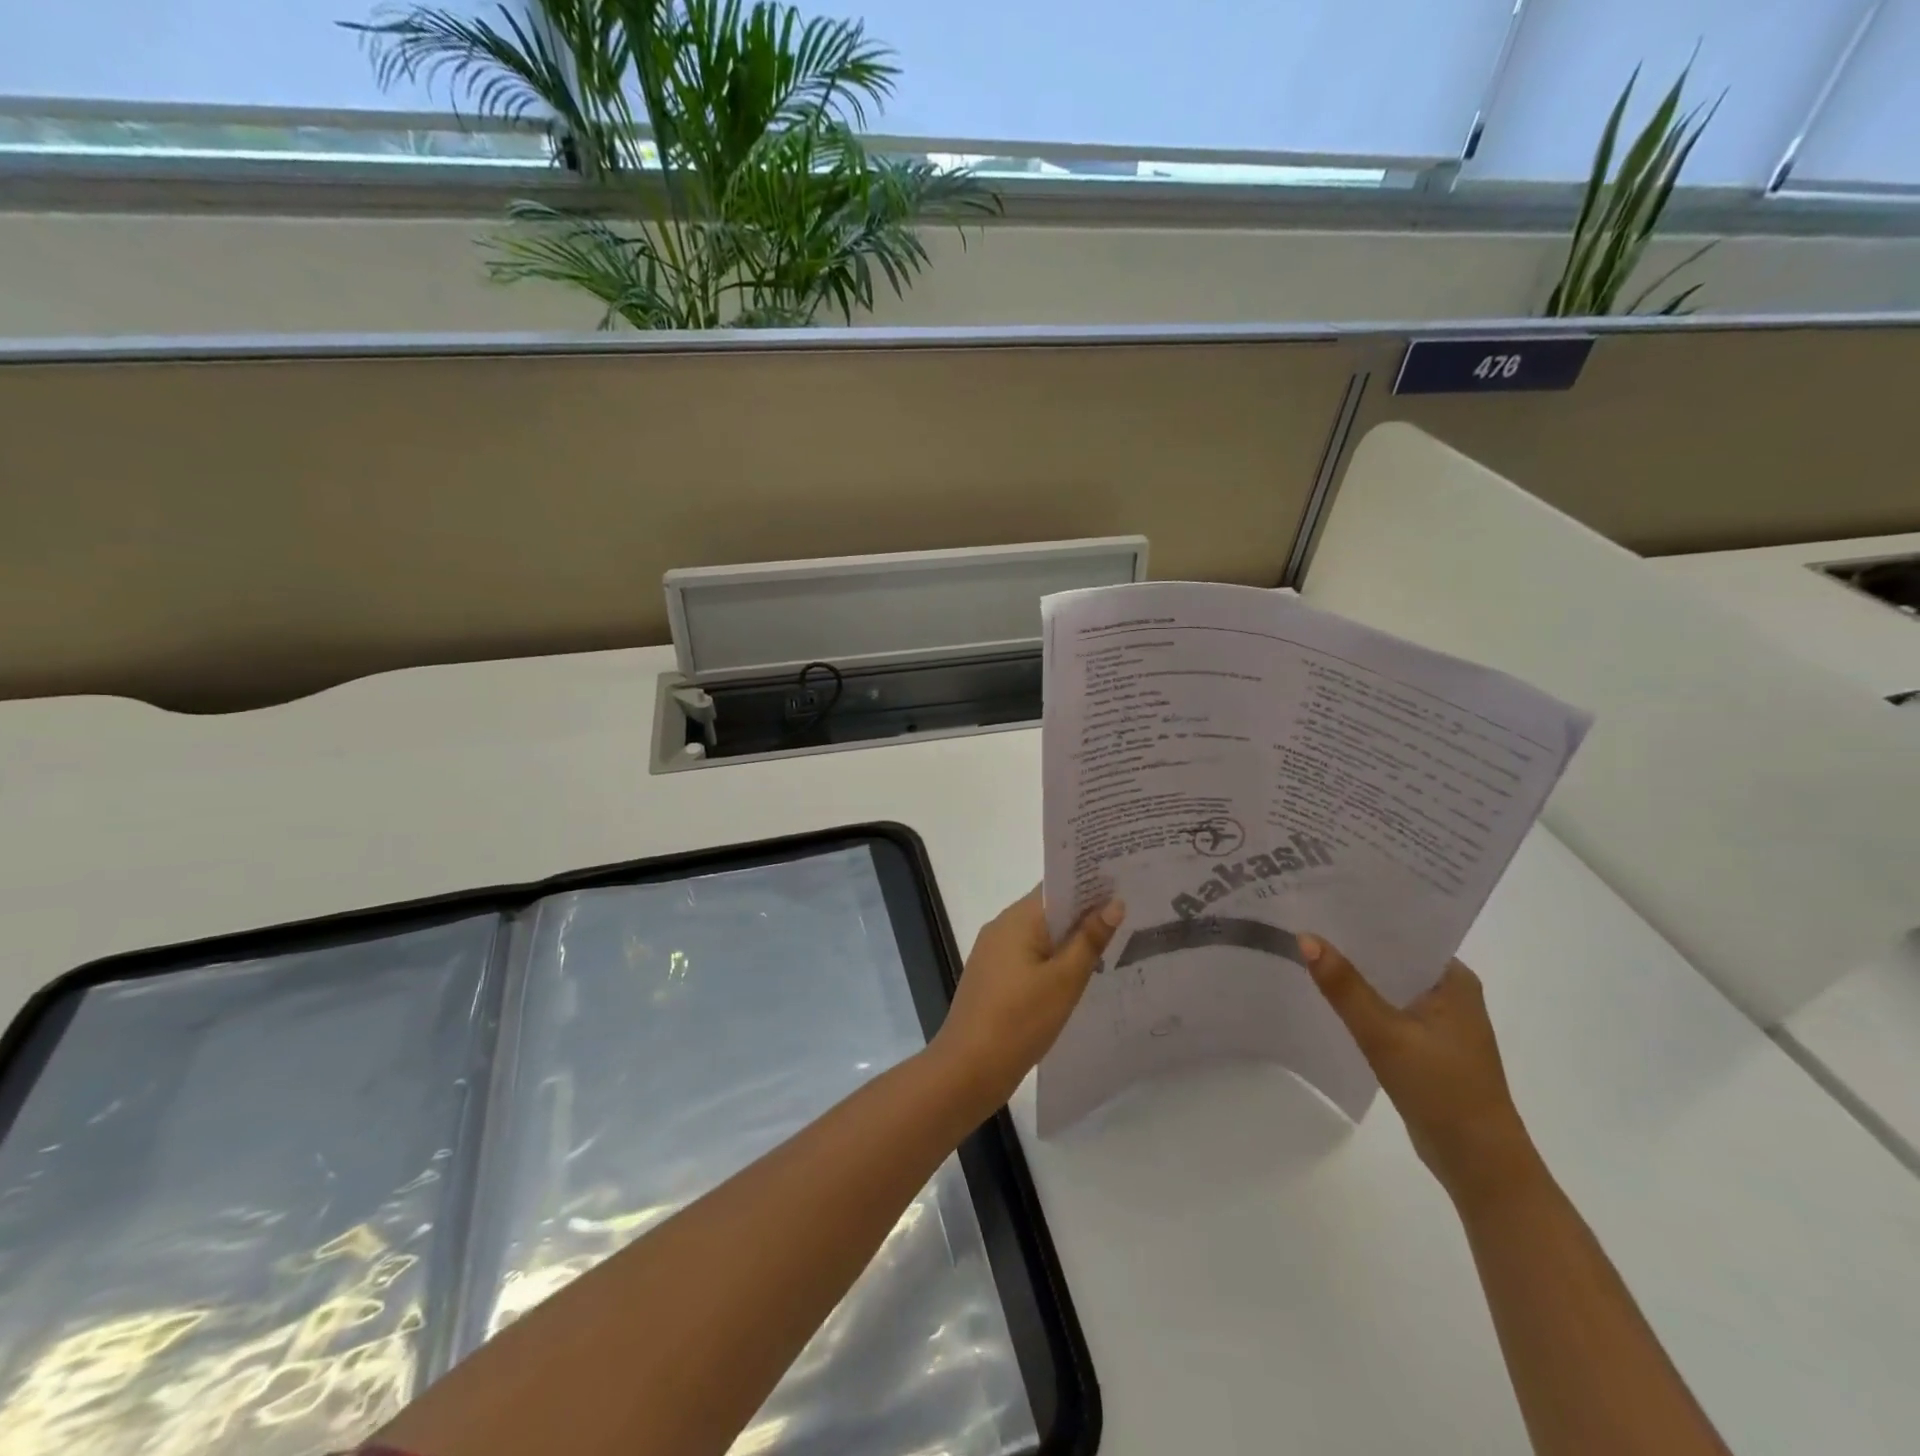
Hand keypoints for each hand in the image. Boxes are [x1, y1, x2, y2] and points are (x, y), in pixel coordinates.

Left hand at [932, 888, 1123, 1109]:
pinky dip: (1054, 959)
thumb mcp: (1064, 981)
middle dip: (1085, 911)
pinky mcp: (994, 978)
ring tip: (1114, 942)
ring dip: (1070, 938)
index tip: (1123, 882)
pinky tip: (1079, 975)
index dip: (1088, 882)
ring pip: (1040, 935)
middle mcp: (1002, 927)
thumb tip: (1113, 902)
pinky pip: (1030, 957)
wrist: (968, 1069)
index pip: (1056, 886)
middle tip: (1130, 913)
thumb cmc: (1019, 1020)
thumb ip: (1089, 940)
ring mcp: (994, 953)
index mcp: (1017, 919)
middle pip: (1048, 909)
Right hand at [1298, 935, 1541, 1209]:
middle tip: (1302, 918)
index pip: (1404, 931)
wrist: (1479, 1165)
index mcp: (1454, 980)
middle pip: (1392, 955)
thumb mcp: (1386, 1035)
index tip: (1320, 897)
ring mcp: (1439, 1021)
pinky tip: (1326, 995)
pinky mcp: (1425, 1045)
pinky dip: (1360, 1001)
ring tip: (1305, 948)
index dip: (1363, 915)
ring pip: (1387, 983)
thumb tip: (1304, 937)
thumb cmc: (1443, 1091)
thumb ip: (1345, 987)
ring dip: (1355, 972)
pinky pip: (1386, 1008)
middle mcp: (1450, 993)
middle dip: (1352, 942)